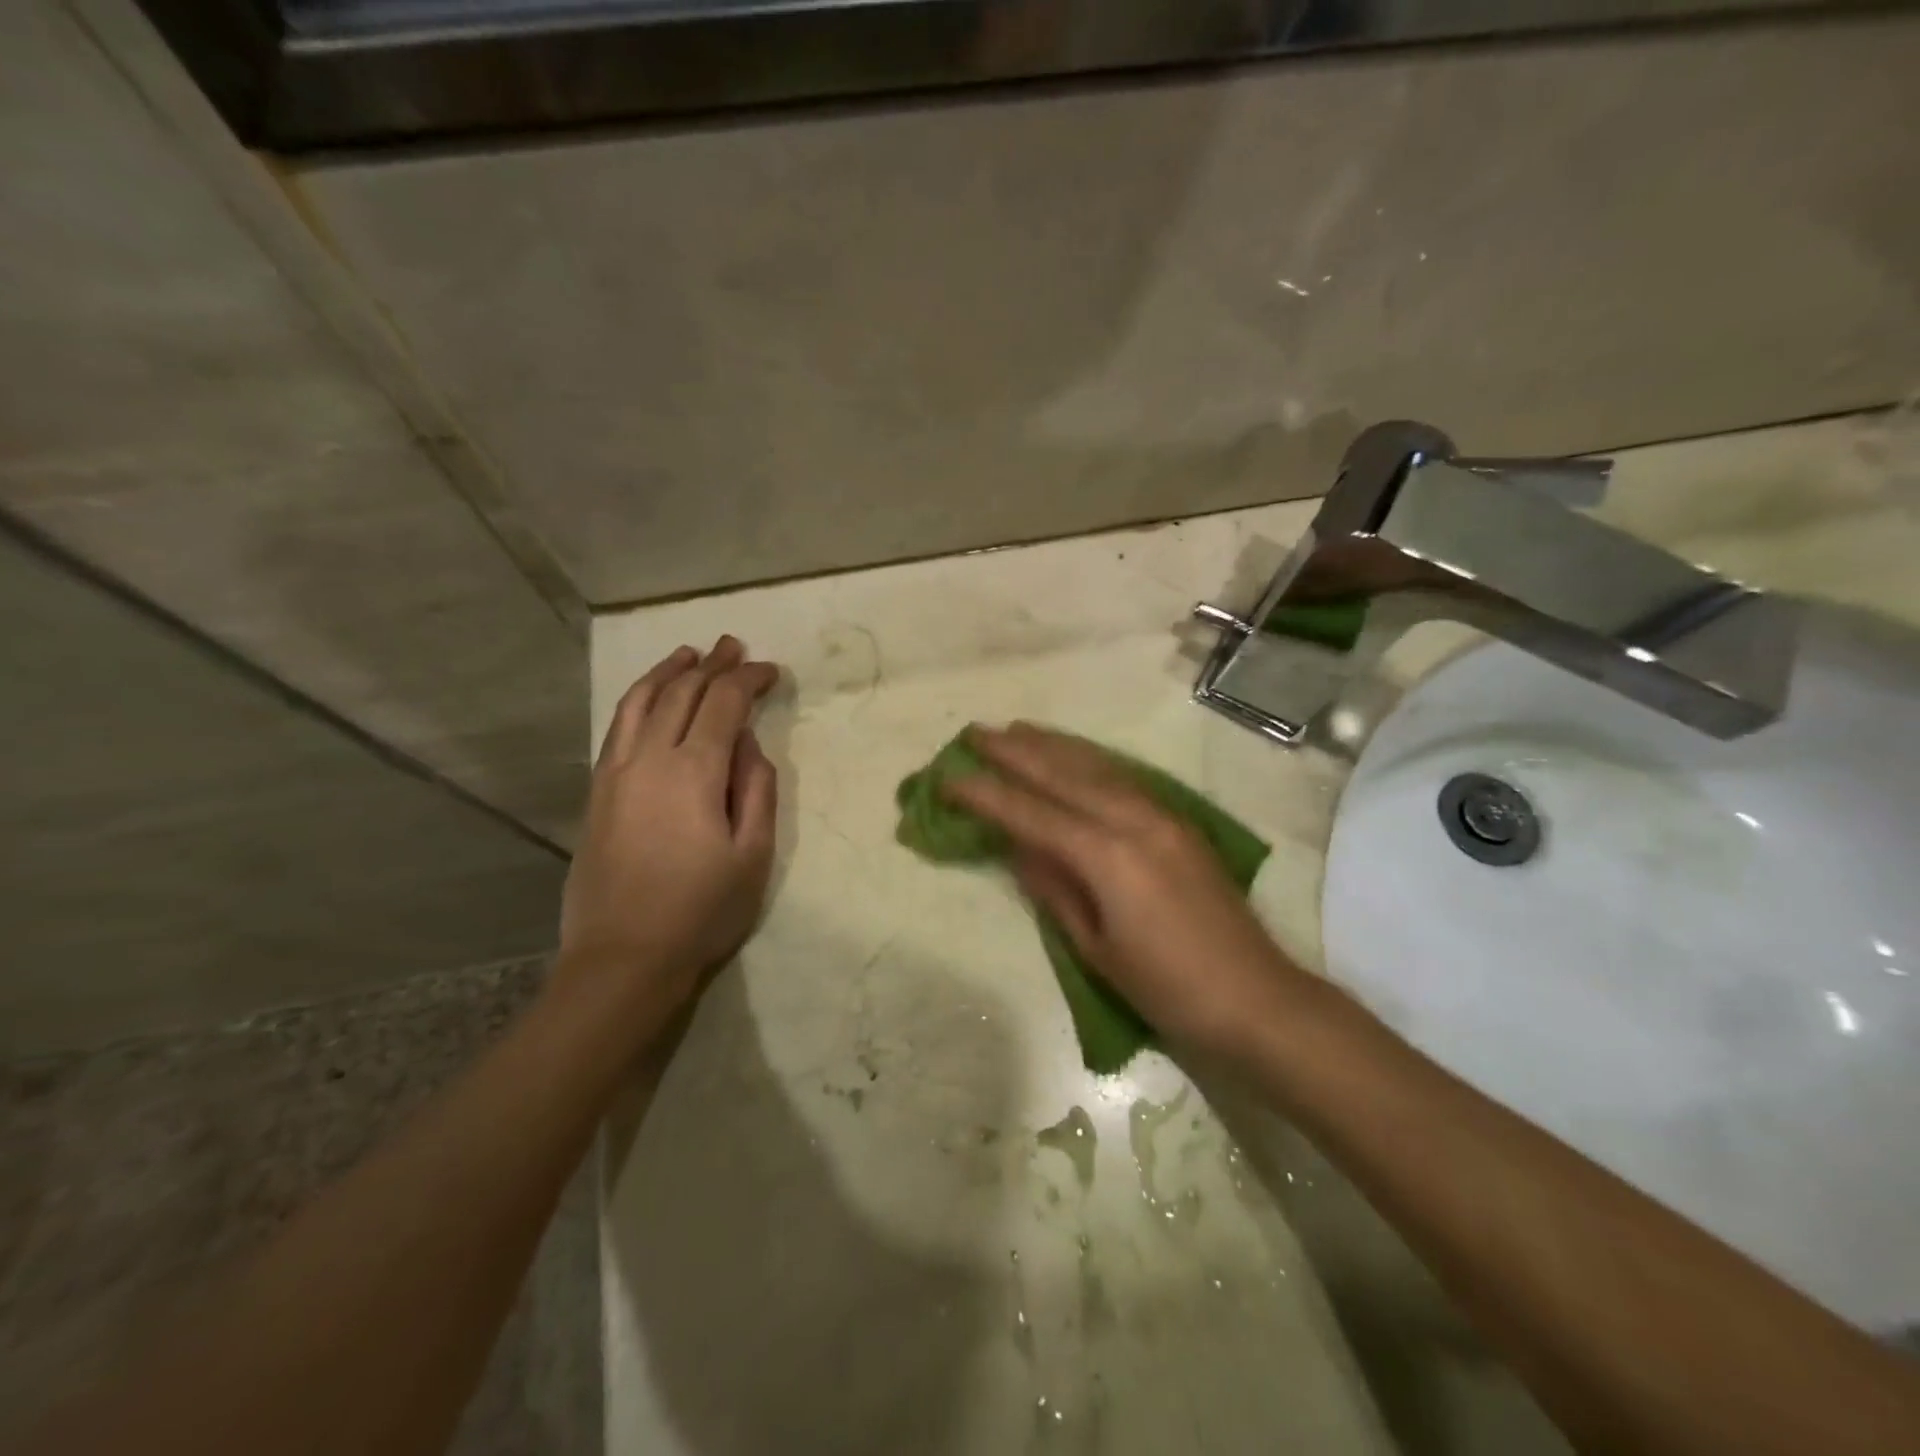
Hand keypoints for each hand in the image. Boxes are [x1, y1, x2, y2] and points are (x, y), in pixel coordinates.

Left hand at [557, 637, 779, 1027]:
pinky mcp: (597, 792)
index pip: (723, 704)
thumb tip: (748, 744)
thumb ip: (756, 789)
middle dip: (712, 665)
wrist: (624, 958)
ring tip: (689, 654)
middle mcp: (648, 759)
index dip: (748, 680)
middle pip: (680, 693)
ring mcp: (614, 774)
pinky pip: (617, 728)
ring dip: (667, 672)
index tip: (771, 671)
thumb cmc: (702, 911)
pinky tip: (649, 698)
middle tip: (735, 647)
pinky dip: (637, 700)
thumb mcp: (753, 854)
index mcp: (693, 772)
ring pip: (639, 702)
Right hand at [943, 723, 1307, 1060]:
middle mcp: (1134, 821)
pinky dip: (1090, 760)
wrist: (1256, 998)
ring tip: (1017, 728)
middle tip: (974, 732)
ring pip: (1096, 767)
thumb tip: (1019, 847)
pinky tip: (1074, 755)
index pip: (1032, 814)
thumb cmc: (1168, 988)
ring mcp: (1162, 816)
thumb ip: (1056, 890)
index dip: (987, 795)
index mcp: (1108, 856)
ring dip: (1052, 745)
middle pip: (1063, 775)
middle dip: (1015, 752)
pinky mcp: (1179, 822)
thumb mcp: (1097, 948)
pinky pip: (1123, 777)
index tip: (949, 776)